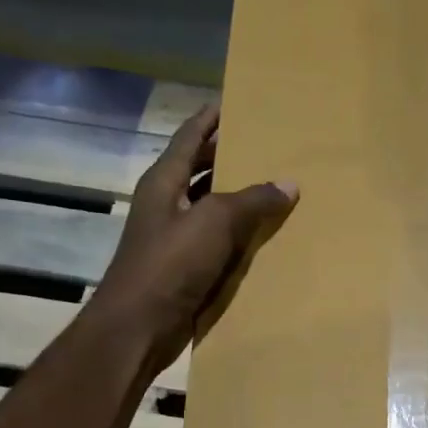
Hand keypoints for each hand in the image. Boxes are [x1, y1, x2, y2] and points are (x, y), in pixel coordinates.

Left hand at [86, 105, 296, 373]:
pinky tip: (265, 236)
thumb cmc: (170, 265)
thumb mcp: (215, 223)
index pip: (189, 137)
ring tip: (275, 185)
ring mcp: (174, 238)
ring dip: (238, 197)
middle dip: (229, 155)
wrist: (138, 327)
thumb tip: (288, 184)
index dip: (210, 118)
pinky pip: (217, 241)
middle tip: (268, 144)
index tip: (236, 101)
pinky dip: (238, 235)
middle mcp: (166, 204)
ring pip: (211, 207)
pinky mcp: (184, 268)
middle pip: (200, 169)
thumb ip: (252, 200)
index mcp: (164, 182)